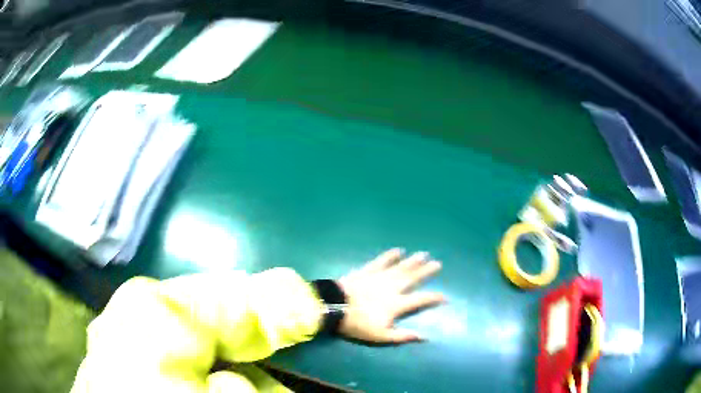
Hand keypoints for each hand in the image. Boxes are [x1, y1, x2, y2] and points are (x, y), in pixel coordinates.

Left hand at [337, 248, 445, 343]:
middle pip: (412, 278)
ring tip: (423, 254)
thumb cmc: (357, 324)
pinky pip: (381, 261)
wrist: (333, 307)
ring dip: (413, 261)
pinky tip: (398, 250)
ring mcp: (379, 277)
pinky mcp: (366, 271)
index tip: (445, 296)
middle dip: (426, 271)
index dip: (434, 298)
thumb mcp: (381, 336)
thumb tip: (425, 337)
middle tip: (438, 263)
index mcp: (396, 304)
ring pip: (400, 267)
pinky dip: (390, 255)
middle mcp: (391, 287)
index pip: (420, 299)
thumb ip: (403, 336)